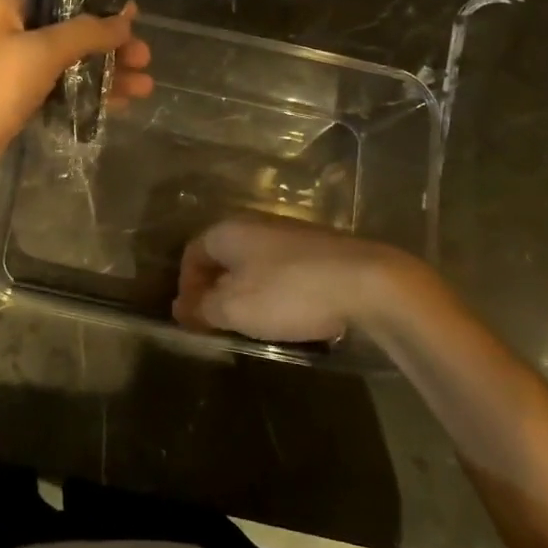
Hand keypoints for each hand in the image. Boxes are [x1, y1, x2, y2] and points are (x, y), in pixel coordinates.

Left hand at [0, 0, 151, 211]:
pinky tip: (117, 107)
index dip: (101, 2)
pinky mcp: (13, 104)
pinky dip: (84, 97)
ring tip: (145, 88)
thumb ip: (83, 34)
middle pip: (70, 30)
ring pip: (67, 65)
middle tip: (146, 60)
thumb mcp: (37, 53)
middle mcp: (10, 31)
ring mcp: (11, 70)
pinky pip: (57, 93)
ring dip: (104, 75)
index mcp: (8, 5)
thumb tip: (124, 20)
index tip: (137, 18)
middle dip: (110, 45)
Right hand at [172, 215, 444, 342]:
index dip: (186, 286)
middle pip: (223, 257)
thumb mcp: (234, 308)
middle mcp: (254, 223)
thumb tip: (180, 307)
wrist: (366, 281)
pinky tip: (289, 314)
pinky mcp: (318, 248)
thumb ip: (201, 307)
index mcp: (227, 230)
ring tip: (255, 324)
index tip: (193, 318)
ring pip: (253, 263)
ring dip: (247, 292)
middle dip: (216, 290)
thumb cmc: (287, 292)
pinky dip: (276, 291)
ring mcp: (289, 233)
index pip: (192, 253)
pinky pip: (282, 269)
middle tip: (220, 323)